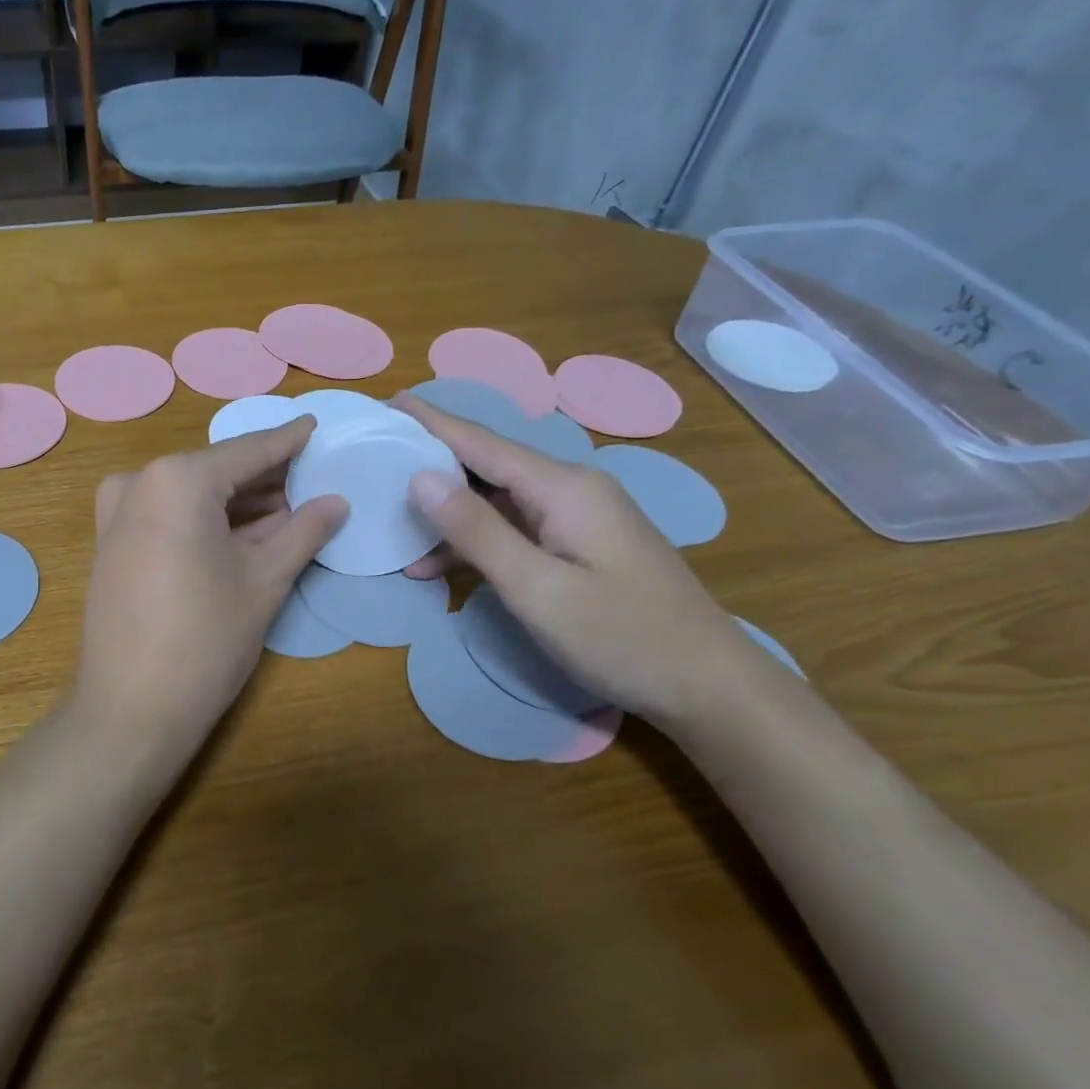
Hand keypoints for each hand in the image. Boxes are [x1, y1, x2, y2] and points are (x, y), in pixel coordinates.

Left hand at [72, 418, 347, 763]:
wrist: (130, 709)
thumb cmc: (206, 639)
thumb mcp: (265, 580)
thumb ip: (303, 531)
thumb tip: (337, 502)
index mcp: (177, 478)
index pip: (248, 451)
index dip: (288, 440)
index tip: (316, 424)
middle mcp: (139, 482)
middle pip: (217, 471)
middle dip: (266, 478)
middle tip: (314, 479)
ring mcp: (117, 512)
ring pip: (191, 494)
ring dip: (238, 502)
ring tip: (291, 508)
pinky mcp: (111, 542)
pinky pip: (168, 515)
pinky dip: (206, 519)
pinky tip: (245, 531)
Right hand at [397, 394, 770, 728]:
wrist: (710, 687)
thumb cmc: (622, 638)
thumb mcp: (537, 589)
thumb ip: (477, 531)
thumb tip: (420, 477)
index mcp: (563, 488)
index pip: (481, 442)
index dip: (432, 422)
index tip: (389, 401)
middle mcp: (571, 489)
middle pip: (488, 465)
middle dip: (433, 460)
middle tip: (380, 458)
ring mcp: (579, 518)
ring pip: (498, 500)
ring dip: (449, 514)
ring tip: (393, 522)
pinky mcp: (581, 545)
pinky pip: (516, 528)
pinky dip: (477, 542)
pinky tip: (438, 566)